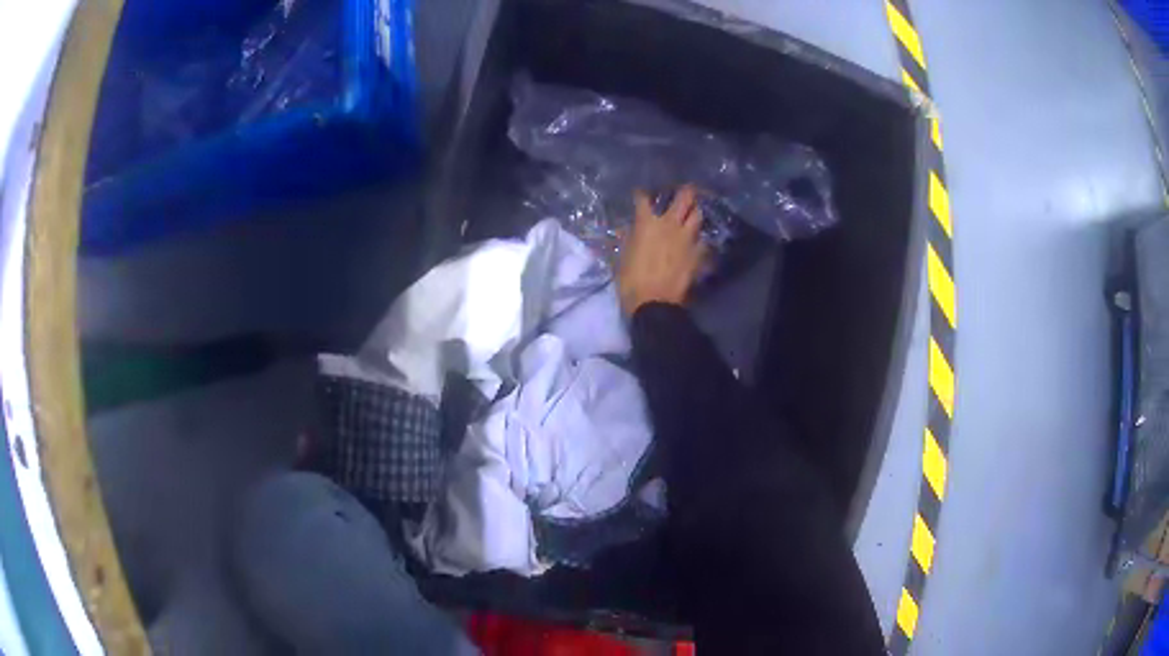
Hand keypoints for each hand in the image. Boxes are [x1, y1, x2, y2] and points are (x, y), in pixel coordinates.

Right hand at [617, 185, 707, 315]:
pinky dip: (700, 238)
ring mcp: (687, 238)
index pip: (643, 199)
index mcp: (647, 223)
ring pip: (697, 215)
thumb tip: (627, 230)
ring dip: (695, 211)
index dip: (641, 194)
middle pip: (684, 197)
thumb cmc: (631, 281)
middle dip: (685, 191)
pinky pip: (703, 240)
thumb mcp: (622, 257)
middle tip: (684, 189)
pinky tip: (697, 241)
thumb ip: (627, 239)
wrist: (654, 303)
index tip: (640, 193)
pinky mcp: (698, 253)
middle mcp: (670, 224)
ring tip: (692, 211)